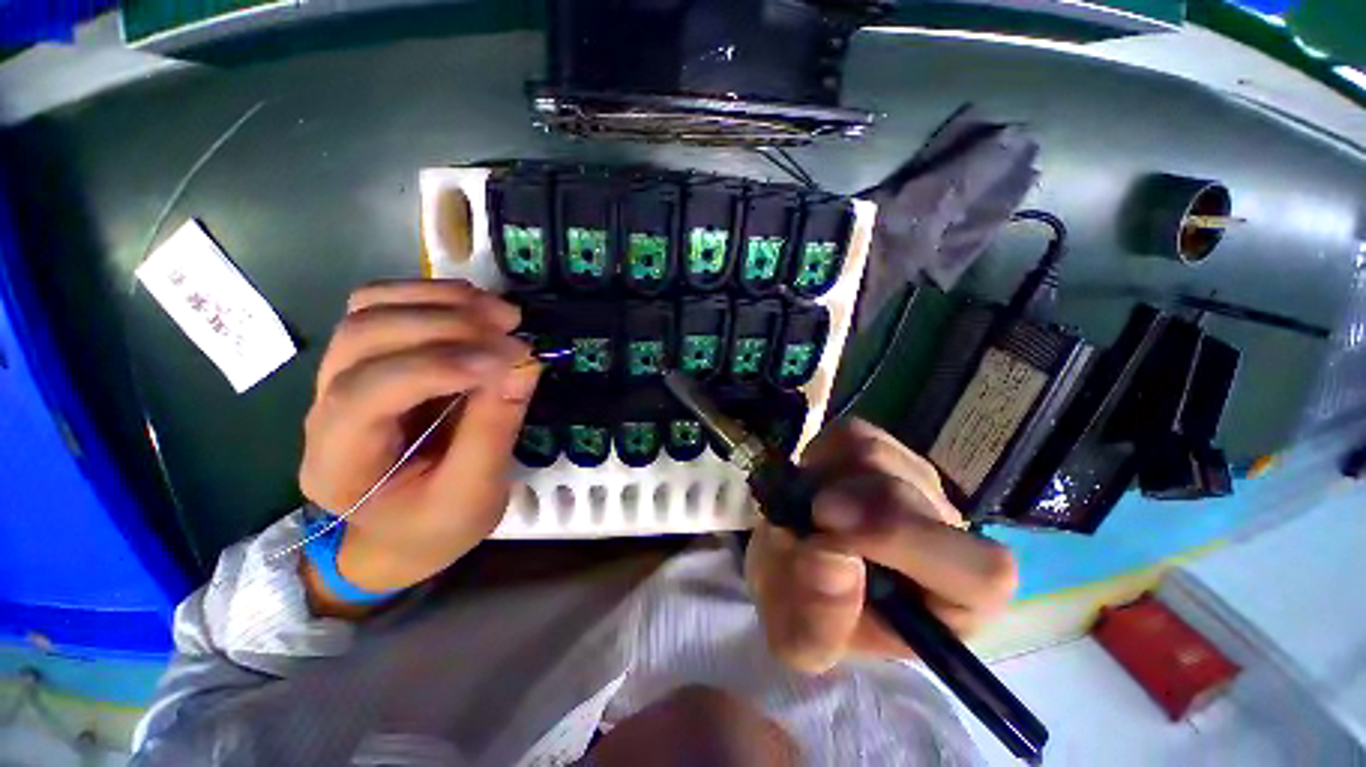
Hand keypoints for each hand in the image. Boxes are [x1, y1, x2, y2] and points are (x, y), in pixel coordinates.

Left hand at [299, 280, 540, 594]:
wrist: (400, 534)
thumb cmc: (434, 526)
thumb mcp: (474, 494)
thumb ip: (495, 428)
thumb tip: (524, 364)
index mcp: (340, 462)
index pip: (369, 394)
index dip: (443, 366)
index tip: (512, 358)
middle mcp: (324, 410)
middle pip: (364, 337)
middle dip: (447, 325)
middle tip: (514, 329)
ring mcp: (340, 378)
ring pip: (368, 310)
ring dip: (440, 301)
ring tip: (502, 312)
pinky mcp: (370, 361)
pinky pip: (385, 307)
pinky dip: (433, 295)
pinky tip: (476, 305)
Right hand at [746, 419, 1017, 673]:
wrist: (794, 566)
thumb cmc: (810, 613)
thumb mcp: (803, 640)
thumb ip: (820, 618)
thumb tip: (832, 556)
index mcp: (954, 602)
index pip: (980, 571)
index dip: (907, 545)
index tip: (833, 539)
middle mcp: (947, 531)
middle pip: (910, 494)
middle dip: (848, 505)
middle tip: (807, 515)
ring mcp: (914, 479)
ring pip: (875, 456)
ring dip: (826, 482)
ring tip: (805, 510)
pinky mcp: (880, 446)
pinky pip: (850, 435)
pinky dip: (820, 455)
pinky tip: (814, 483)